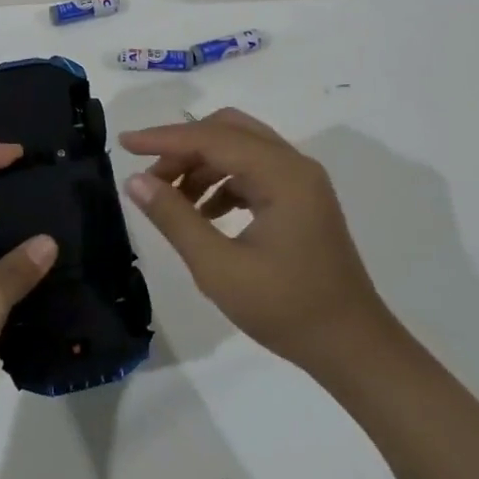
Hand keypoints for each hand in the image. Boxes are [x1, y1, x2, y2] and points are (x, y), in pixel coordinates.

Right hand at [120, 109, 391, 376]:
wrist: (353, 348)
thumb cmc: (286, 310)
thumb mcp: (219, 268)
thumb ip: (175, 218)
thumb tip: (136, 181)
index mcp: (282, 174)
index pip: (212, 138)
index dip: (164, 138)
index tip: (125, 143)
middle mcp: (294, 165)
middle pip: (228, 130)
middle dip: (184, 147)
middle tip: (151, 176)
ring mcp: (301, 181)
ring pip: (239, 148)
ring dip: (201, 164)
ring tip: (170, 199)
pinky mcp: (301, 199)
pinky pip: (252, 170)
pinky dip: (221, 181)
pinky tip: (203, 214)